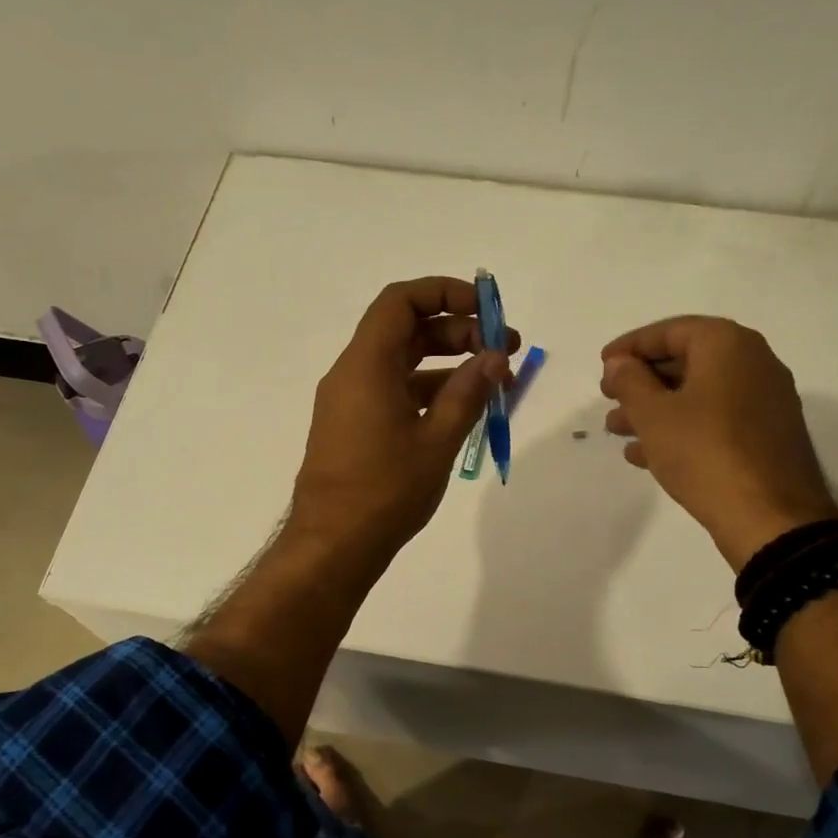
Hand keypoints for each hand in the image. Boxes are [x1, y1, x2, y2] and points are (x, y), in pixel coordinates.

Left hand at [289, 277, 517, 568]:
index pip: (401, 301)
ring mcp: (349, 400)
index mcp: (366, 365)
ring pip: (402, 361)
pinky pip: (393, 389)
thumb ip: (468, 392)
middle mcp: (352, 373)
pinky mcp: (353, 425)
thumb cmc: (385, 491)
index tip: (487, 310)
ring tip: (494, 380)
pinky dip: (428, 389)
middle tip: (504, 349)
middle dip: (458, 330)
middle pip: (406, 329)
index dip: (445, 293)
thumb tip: (495, 357)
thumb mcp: (437, 440)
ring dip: (447, 362)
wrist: (333, 545)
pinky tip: (462, 407)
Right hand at [599, 316, 837, 570]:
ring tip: (618, 430)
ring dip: (655, 407)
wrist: (770, 517)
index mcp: (728, 345)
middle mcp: (753, 362)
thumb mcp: (653, 414)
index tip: (603, 365)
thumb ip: (629, 381)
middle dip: (641, 381)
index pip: (669, 331)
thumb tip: (620, 363)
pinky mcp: (766, 435)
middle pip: (685, 361)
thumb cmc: (704, 452)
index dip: (630, 346)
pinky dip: (681, 427)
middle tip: (608, 397)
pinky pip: (715, 418)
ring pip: (697, 393)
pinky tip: (646, 454)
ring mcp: (764, 400)